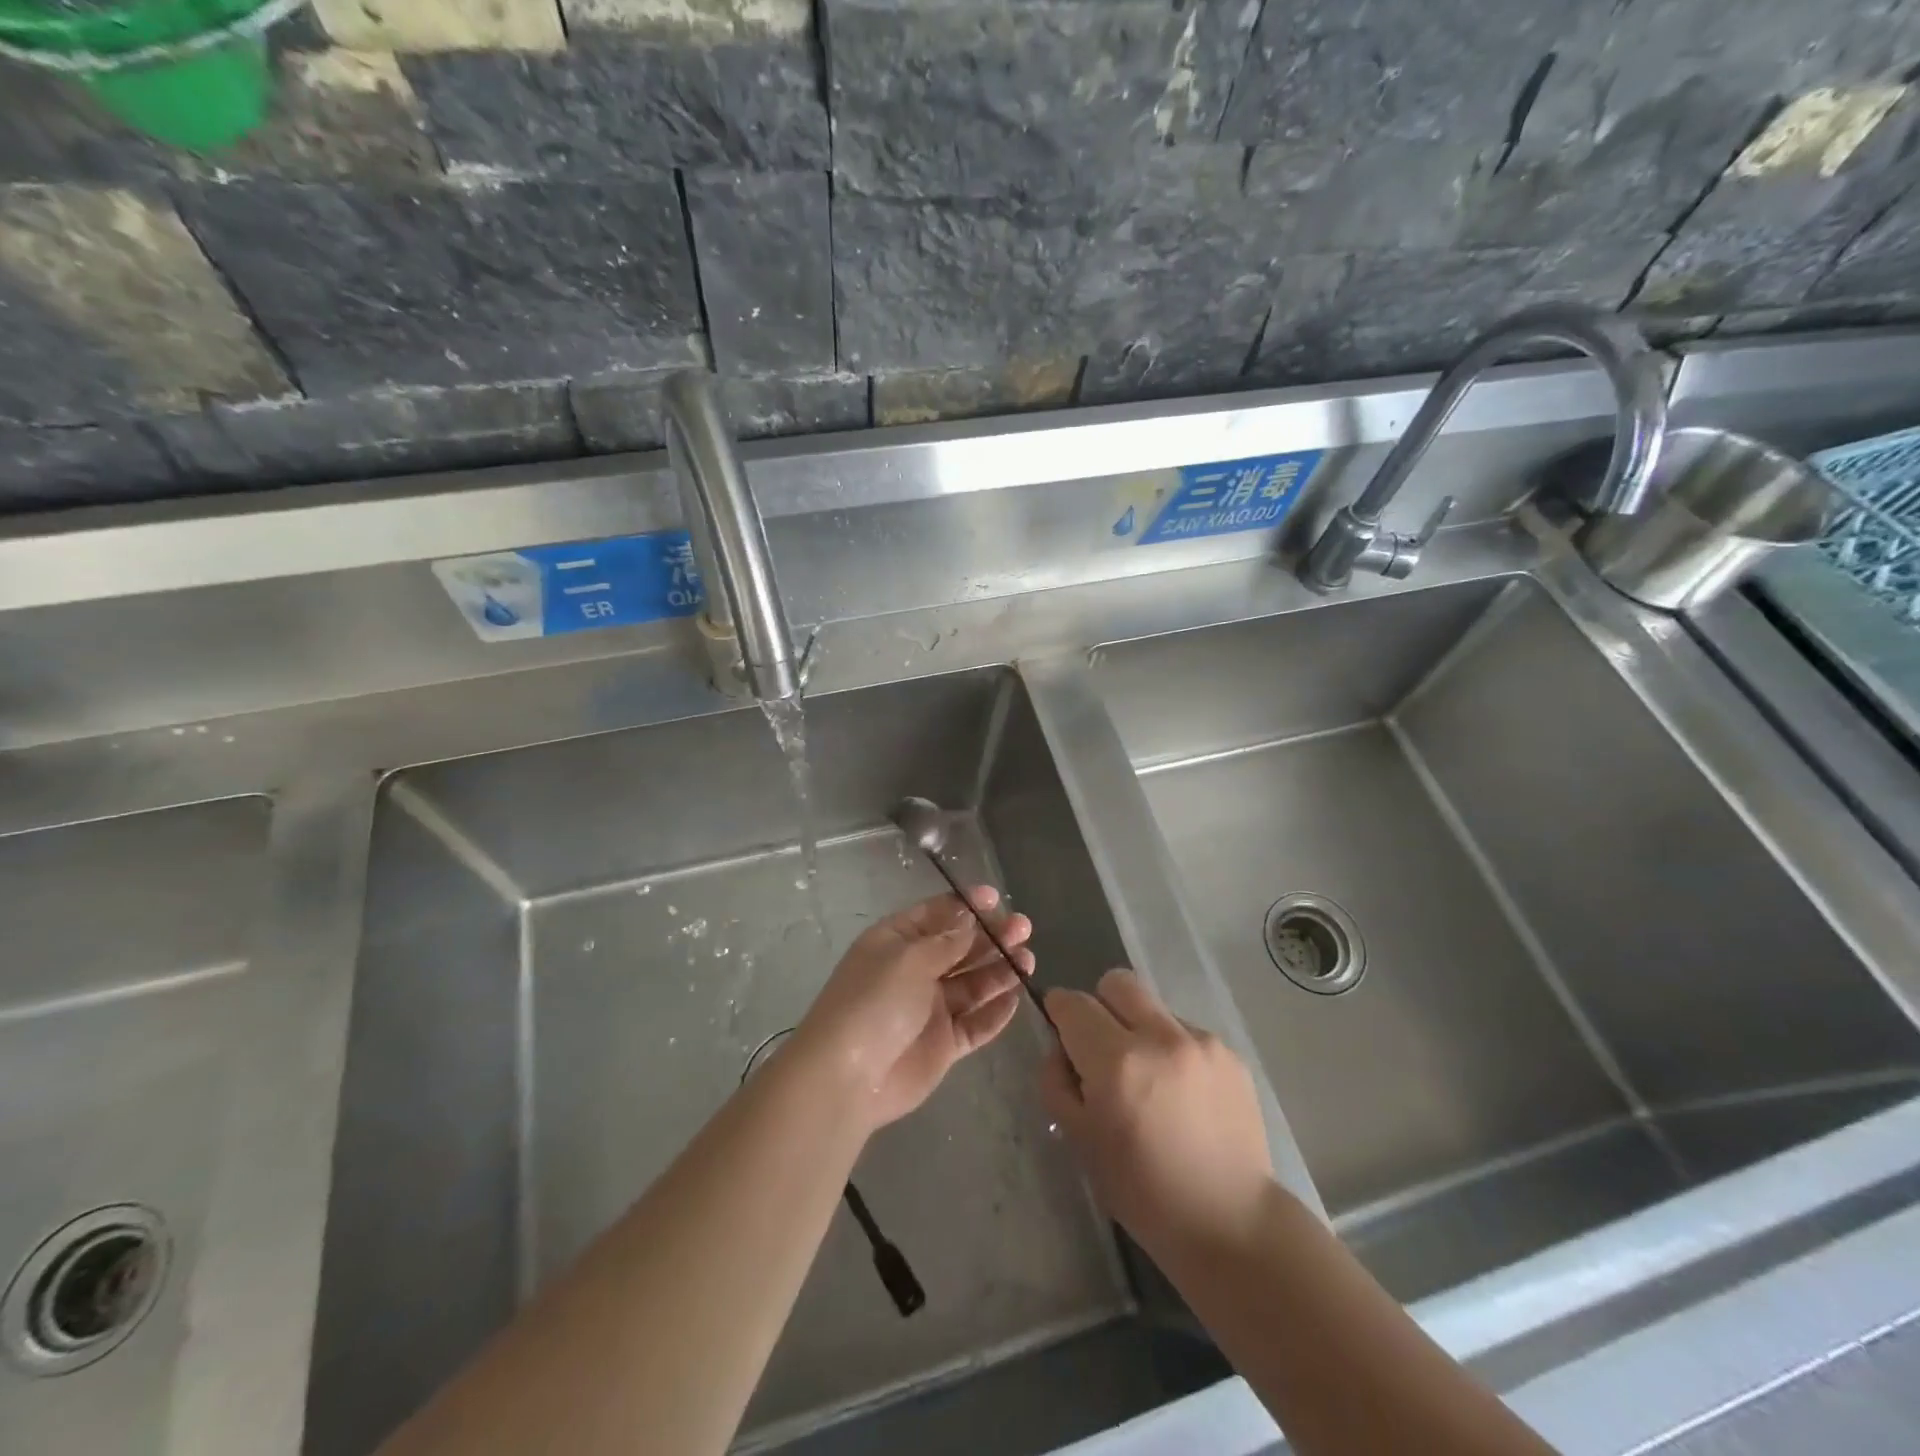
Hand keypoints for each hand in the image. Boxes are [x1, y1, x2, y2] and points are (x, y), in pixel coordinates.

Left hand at [795, 887, 1034, 1133]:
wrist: (848, 1077)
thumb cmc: (874, 1002)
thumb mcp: (909, 959)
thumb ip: (946, 941)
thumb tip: (970, 920)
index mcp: (897, 941)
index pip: (936, 914)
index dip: (965, 905)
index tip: (996, 898)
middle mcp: (915, 970)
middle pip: (960, 948)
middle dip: (991, 936)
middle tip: (1023, 928)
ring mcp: (931, 1008)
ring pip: (973, 984)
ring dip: (1000, 970)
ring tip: (1027, 960)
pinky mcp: (944, 1043)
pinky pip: (976, 1023)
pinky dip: (995, 1012)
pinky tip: (1016, 997)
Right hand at [1041, 969, 1272, 1258]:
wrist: (1231, 1223)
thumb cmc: (1143, 1192)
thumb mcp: (1080, 1141)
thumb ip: (1058, 1082)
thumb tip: (1061, 1048)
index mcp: (1116, 1062)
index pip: (1073, 1003)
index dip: (1059, 1011)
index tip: (1061, 1031)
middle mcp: (1160, 1037)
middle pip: (1117, 983)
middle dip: (1100, 1005)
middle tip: (1103, 1048)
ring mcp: (1201, 1041)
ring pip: (1153, 1007)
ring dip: (1140, 1030)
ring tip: (1151, 1081)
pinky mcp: (1229, 1053)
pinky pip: (1186, 1032)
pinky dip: (1173, 1050)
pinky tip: (1182, 1095)